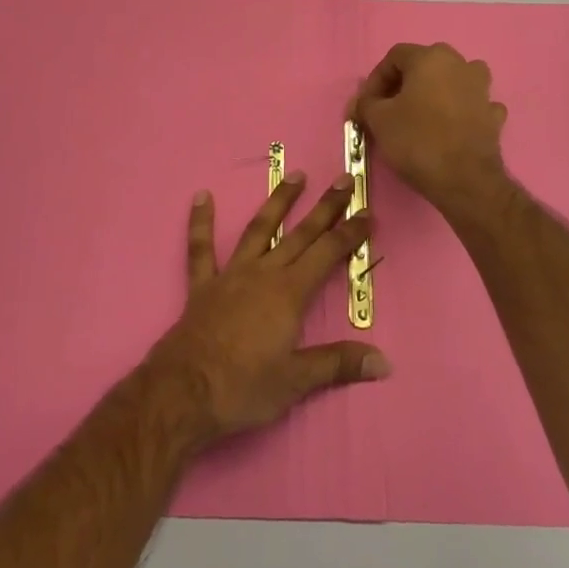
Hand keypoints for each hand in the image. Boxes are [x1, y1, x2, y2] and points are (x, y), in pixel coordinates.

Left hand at [148, 172, 388, 440]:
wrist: (185, 392)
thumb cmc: (244, 387)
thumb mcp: (296, 381)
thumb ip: (338, 364)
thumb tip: (384, 363)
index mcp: (289, 293)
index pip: (328, 254)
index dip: (350, 233)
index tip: (367, 212)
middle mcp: (263, 273)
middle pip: (300, 234)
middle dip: (325, 207)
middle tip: (344, 180)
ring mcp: (231, 275)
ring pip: (259, 229)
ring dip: (278, 202)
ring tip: (296, 175)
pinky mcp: (203, 285)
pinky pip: (201, 248)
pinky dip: (200, 222)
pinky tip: (201, 196)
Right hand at [352, 42, 509, 210]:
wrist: (464, 179)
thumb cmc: (417, 140)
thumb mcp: (378, 120)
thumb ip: (366, 103)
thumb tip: (364, 102)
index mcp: (430, 58)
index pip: (394, 57)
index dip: (376, 80)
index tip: (367, 105)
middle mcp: (460, 64)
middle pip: (425, 65)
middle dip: (404, 84)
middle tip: (390, 109)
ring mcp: (482, 89)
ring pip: (453, 81)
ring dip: (436, 93)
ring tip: (421, 115)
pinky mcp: (494, 115)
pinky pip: (472, 105)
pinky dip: (459, 112)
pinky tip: (449, 129)